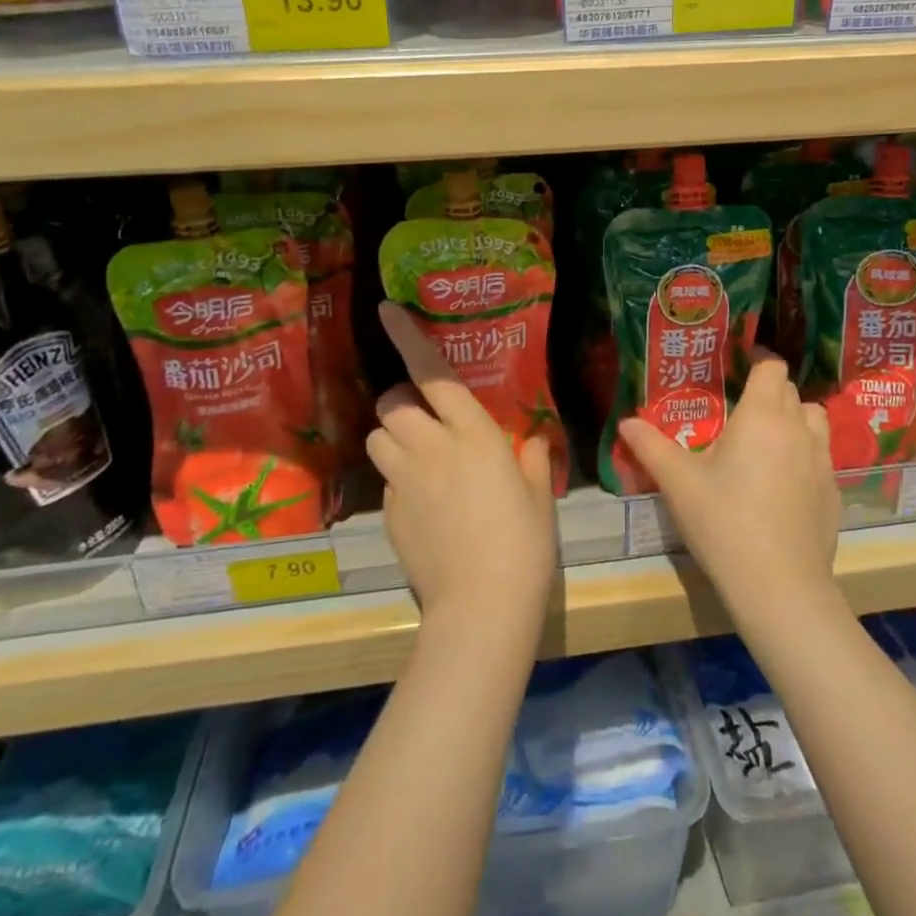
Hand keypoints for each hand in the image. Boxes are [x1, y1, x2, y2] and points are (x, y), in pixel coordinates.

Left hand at [367, 301, 556, 634]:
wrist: (482, 605)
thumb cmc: (523, 543)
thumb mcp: (538, 494)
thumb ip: (530, 457)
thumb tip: (527, 441)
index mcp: (472, 434)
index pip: (433, 374)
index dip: (407, 338)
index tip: (385, 309)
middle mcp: (431, 448)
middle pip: (391, 403)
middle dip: (400, 400)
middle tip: (424, 417)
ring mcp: (403, 482)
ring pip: (377, 438)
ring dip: (394, 438)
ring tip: (419, 458)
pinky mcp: (387, 514)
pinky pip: (384, 481)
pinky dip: (398, 479)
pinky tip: (424, 506)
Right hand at [618, 353, 839, 627]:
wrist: (780, 586)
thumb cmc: (724, 522)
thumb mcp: (678, 483)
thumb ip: (651, 447)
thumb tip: (626, 422)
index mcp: (762, 416)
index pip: (772, 367)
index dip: (758, 361)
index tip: (738, 368)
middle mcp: (798, 429)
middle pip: (791, 391)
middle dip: (769, 391)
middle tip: (740, 410)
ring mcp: (822, 462)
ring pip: (815, 420)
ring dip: (794, 419)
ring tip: (767, 440)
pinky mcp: (834, 493)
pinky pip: (822, 457)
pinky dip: (805, 456)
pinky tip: (783, 484)